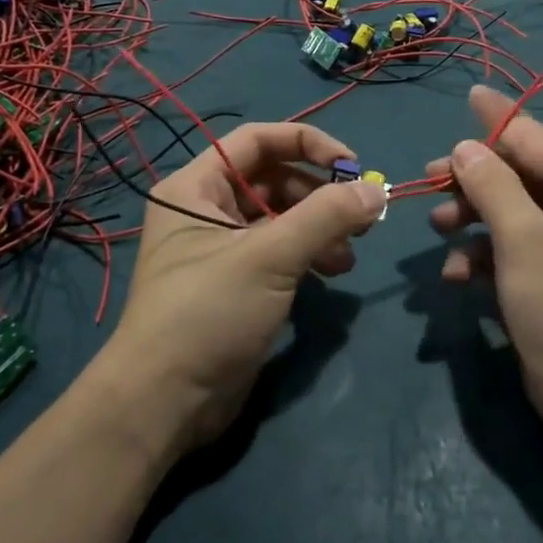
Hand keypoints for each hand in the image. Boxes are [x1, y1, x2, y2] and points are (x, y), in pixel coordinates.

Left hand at [98, 123, 384, 452]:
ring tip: (348, 257)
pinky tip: (332, 274)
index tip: (352, 166)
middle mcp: (205, 209)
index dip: (307, 143)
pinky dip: (308, 255)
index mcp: (195, 187)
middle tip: (360, 217)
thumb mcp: (269, 257)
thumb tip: (376, 192)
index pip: (257, 140)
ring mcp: (221, 248)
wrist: (166, 402)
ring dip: (320, 228)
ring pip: (281, 217)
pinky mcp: (237, 283)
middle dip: (319, 194)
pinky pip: (279, 251)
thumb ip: (326, 217)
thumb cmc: (208, 313)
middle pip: (273, 178)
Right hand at [427, 86, 542, 435]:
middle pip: (521, 177)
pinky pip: (516, 249)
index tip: (469, 93)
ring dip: (473, 220)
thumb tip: (465, 146)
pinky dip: (486, 256)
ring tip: (437, 229)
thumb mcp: (523, 241)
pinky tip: (457, 275)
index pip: (538, 141)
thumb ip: (491, 185)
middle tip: (428, 182)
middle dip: (473, 183)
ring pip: (513, 213)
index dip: (497, 120)